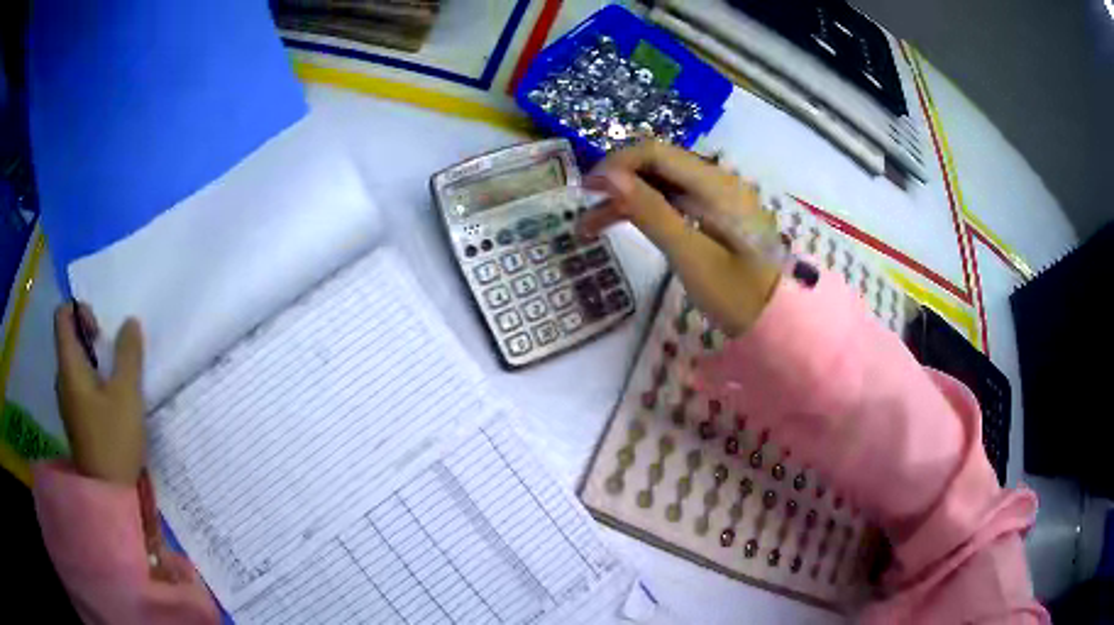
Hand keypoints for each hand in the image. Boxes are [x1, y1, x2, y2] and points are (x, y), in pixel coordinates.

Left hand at [54, 302, 145, 484]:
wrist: (107, 495)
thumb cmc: (113, 440)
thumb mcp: (127, 394)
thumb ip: (128, 354)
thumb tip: (129, 323)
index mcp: (69, 366)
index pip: (62, 316)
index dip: (80, 311)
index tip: (101, 332)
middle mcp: (62, 378)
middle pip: (69, 340)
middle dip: (92, 340)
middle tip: (114, 359)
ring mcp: (67, 402)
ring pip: (76, 365)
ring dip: (94, 364)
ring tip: (116, 383)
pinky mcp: (75, 420)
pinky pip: (80, 387)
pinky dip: (94, 384)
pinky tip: (112, 405)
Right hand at [577, 142, 781, 335]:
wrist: (778, 322)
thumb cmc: (738, 296)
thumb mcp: (691, 257)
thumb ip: (651, 213)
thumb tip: (609, 177)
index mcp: (716, 185)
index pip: (656, 152)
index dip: (617, 164)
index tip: (586, 190)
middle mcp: (717, 181)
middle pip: (657, 164)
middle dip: (618, 180)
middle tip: (584, 206)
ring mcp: (717, 198)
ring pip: (662, 184)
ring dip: (627, 198)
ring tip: (589, 226)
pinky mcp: (715, 214)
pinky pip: (674, 201)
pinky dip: (646, 210)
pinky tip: (622, 224)